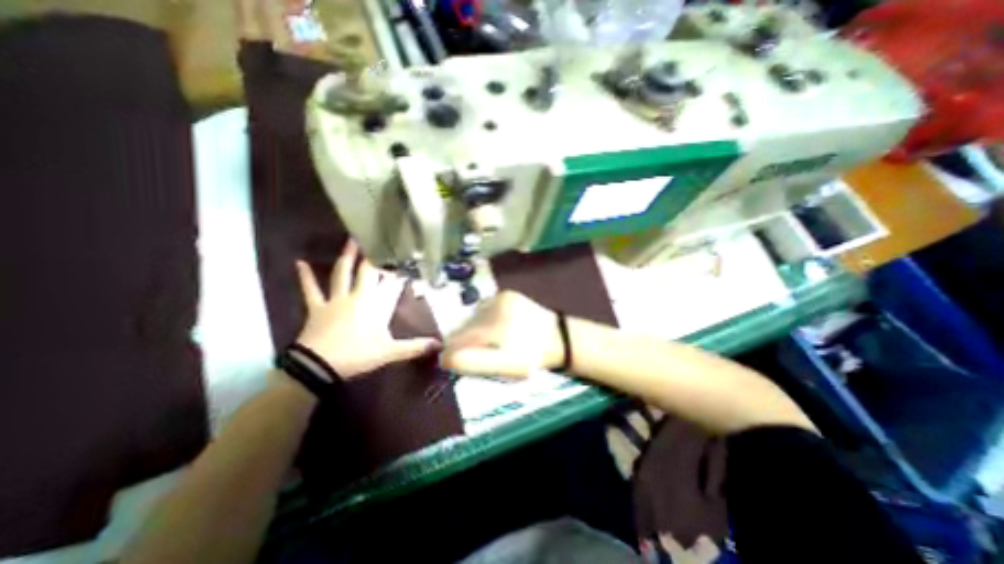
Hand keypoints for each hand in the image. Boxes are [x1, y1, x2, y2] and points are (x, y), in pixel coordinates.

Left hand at [296, 240, 442, 380]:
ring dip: (347, 257)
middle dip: (375, 258)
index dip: (398, 273)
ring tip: (351, 240)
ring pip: (342, 273)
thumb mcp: (391, 352)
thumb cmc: (358, 355)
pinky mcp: (318, 307)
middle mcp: (358, 296)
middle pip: (368, 272)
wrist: (320, 366)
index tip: (406, 262)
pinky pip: (311, 289)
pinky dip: (305, 276)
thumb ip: (415, 347)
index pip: (391, 284)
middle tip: (380, 241)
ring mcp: (336, 300)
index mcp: (376, 306)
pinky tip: (299, 262)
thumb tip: (440, 345)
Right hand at [439, 292, 563, 379]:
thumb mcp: (505, 367)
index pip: (458, 339)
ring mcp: (501, 297)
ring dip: (476, 330)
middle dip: (467, 341)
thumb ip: (473, 362)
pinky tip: (498, 328)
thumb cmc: (532, 357)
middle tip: (481, 352)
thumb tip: (445, 357)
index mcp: (493, 326)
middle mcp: (493, 305)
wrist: (559, 338)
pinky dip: (486, 320)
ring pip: (474, 316)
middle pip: (465, 326)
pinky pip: (486, 309)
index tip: (459, 362)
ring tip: (492, 341)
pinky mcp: (508, 294)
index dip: (454, 351)